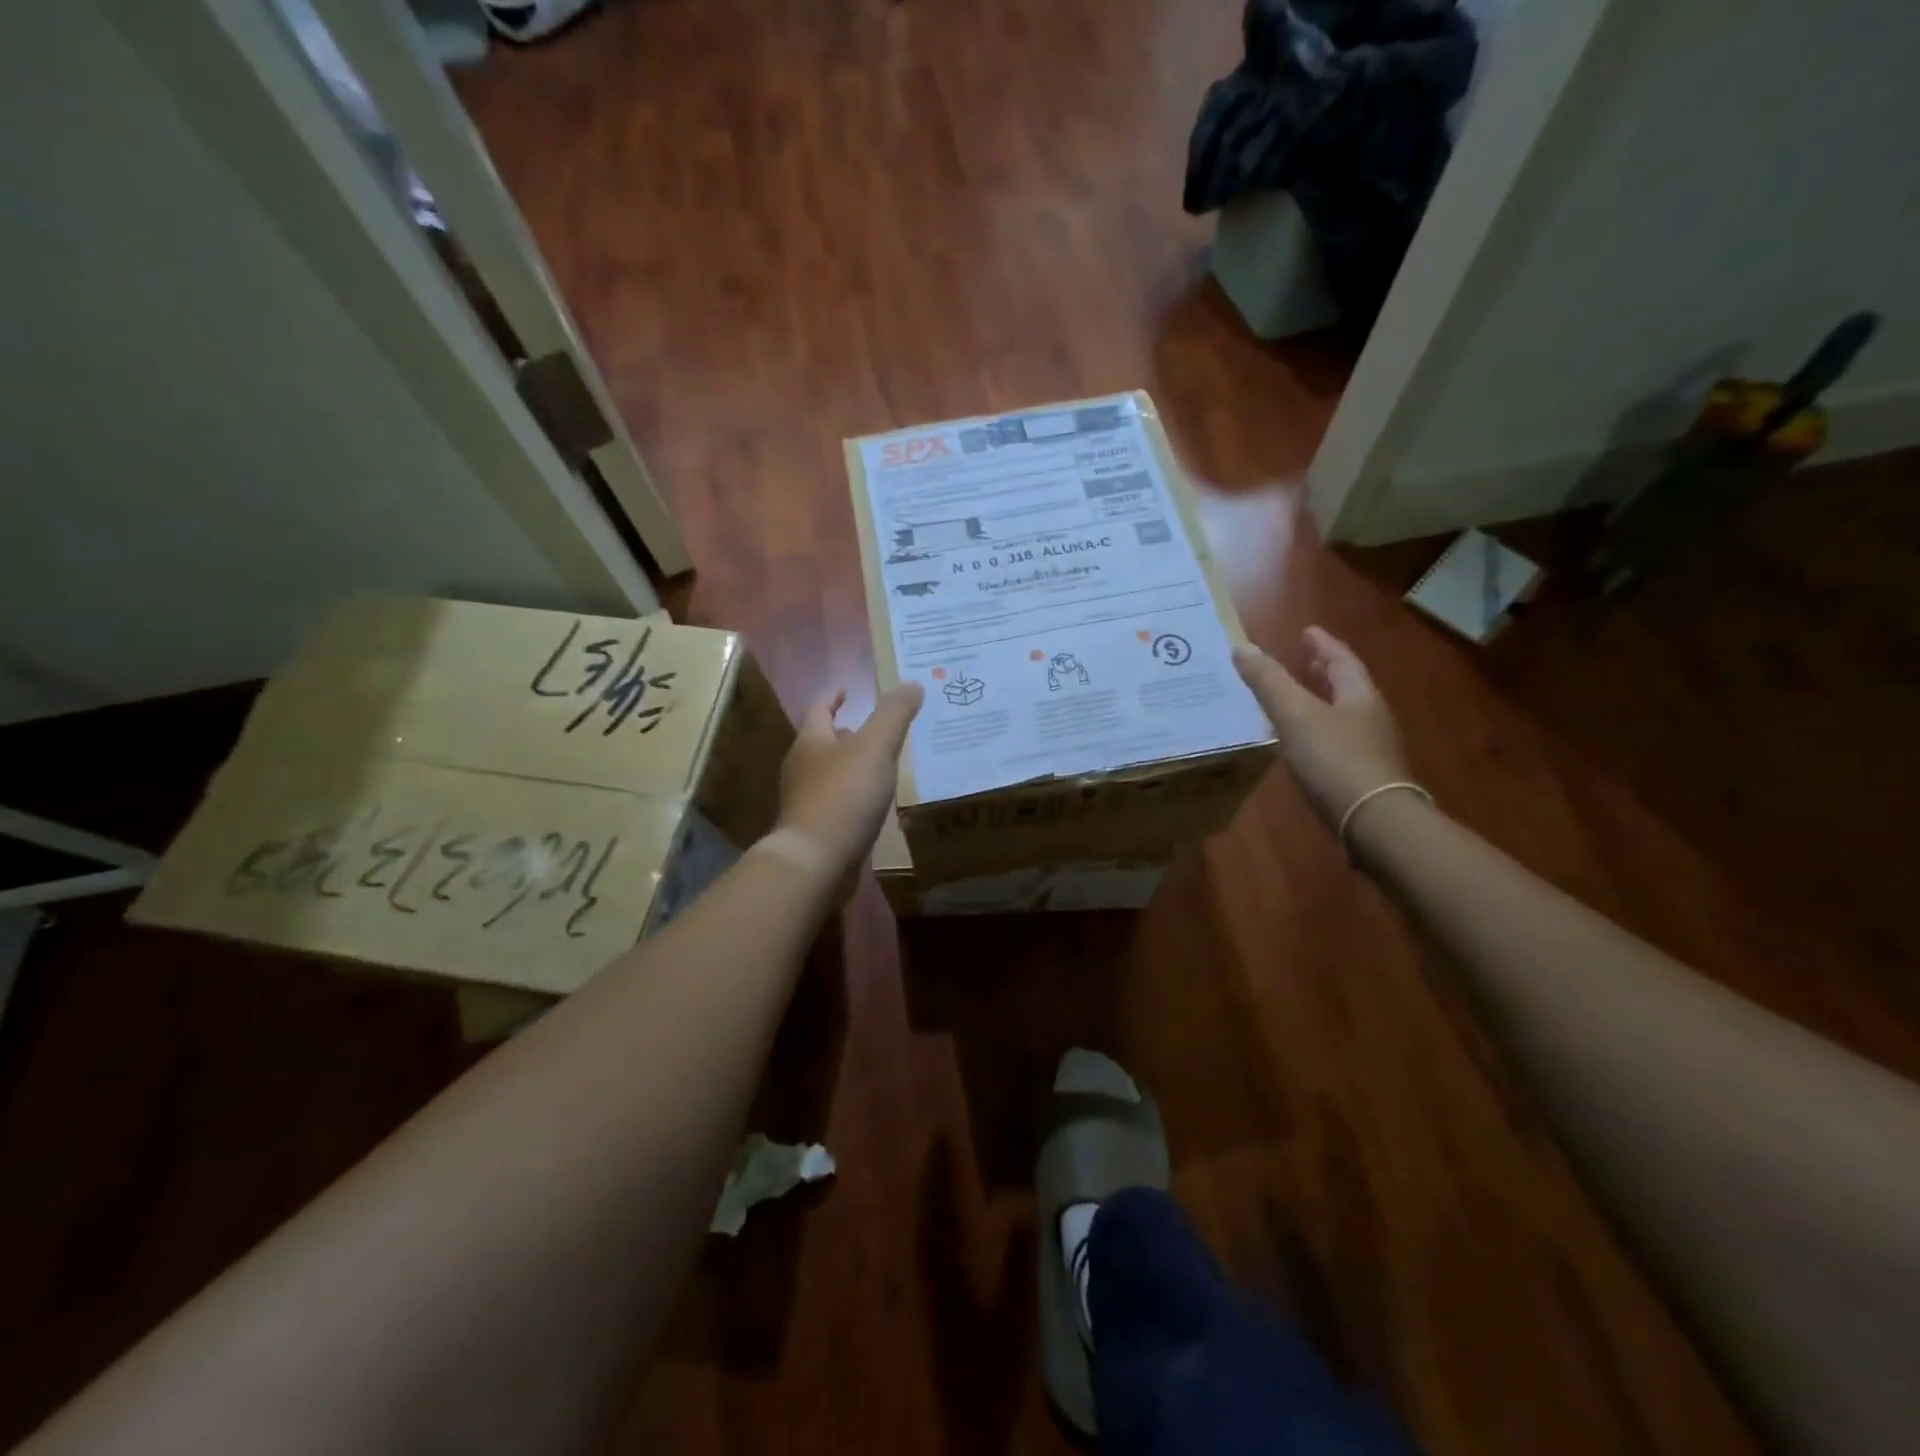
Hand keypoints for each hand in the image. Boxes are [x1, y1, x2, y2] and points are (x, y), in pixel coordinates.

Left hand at [773, 681, 923, 875]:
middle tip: (878, 731)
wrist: (816, 861)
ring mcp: (806, 802)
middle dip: (849, 734)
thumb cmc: (843, 795)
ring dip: (854, 767)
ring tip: (884, 766)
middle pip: (824, 743)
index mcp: (811, 742)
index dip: (833, 697)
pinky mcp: (816, 830)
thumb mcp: (875, 746)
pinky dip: (856, 798)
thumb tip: (912, 683)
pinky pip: (839, 804)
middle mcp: (802, 768)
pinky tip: (876, 805)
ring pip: (832, 775)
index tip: (846, 689)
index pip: (820, 709)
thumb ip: (894, 714)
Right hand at [1234, 627, 1411, 828]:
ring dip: (1323, 701)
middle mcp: (1371, 718)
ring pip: (1345, 714)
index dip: (1322, 644)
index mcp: (1359, 696)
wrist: (1375, 823)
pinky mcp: (1364, 778)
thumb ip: (1269, 682)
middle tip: (1307, 659)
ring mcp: (1373, 749)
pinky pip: (1340, 742)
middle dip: (1326, 671)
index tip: (1307, 631)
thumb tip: (1242, 647)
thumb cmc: (1335, 760)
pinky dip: (1321, 731)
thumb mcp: (1295, 715)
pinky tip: (1305, 743)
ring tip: (1300, 699)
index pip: (1341, 660)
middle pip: (1348, 686)